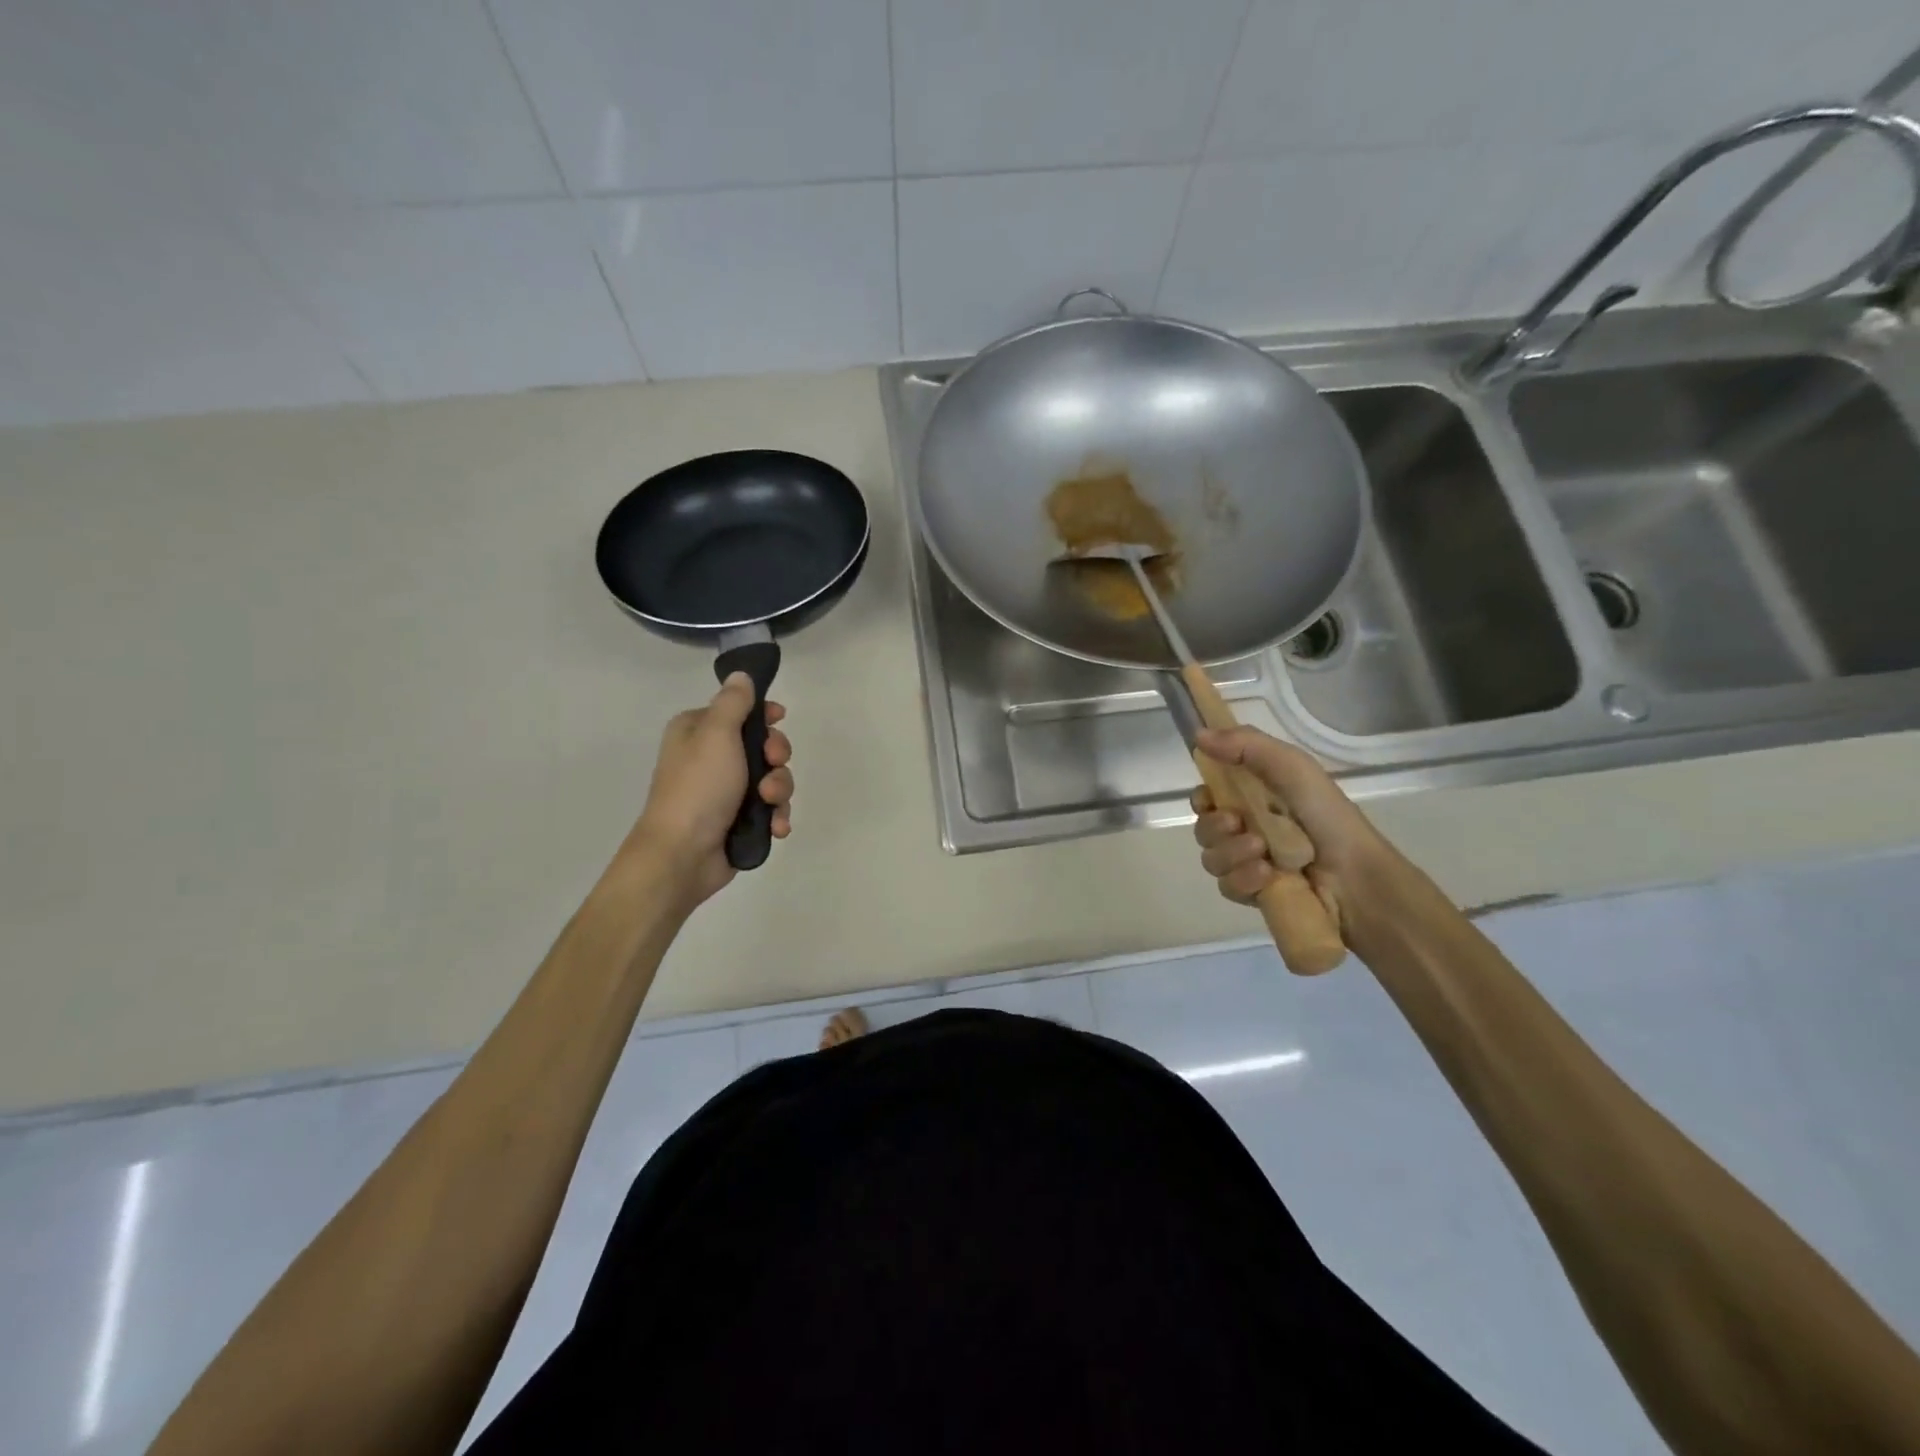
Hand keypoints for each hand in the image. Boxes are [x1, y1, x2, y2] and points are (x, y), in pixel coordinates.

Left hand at [627, 674, 794, 907]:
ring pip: (772, 778)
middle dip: (776, 758)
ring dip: (779, 790)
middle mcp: (711, 757)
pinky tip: (775, 827)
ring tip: (769, 805)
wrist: (683, 854)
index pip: (740, 711)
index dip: (764, 715)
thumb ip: (734, 702)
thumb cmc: (698, 787)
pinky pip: (770, 809)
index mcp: (698, 731)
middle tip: (771, 766)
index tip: (780, 719)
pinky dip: (776, 815)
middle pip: (763, 745)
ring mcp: (726, 791)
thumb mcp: (716, 733)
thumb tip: (741, 675)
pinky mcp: (739, 820)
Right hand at [1189, 726, 1395, 933]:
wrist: (1356, 875)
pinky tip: (1266, 876)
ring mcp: (1249, 863)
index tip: (1208, 798)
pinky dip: (1243, 879)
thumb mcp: (1291, 766)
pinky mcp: (1254, 893)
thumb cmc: (1325, 815)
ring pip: (1211, 858)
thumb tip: (1198, 734)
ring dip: (1232, 853)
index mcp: (1253, 797)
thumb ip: (1245, 744)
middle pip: (1204, 828)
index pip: (1207, 797)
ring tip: (1262, 853)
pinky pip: (1226, 886)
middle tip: (1239, 824)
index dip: (1202, 798)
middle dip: (1215, 827)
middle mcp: (1247, 829)